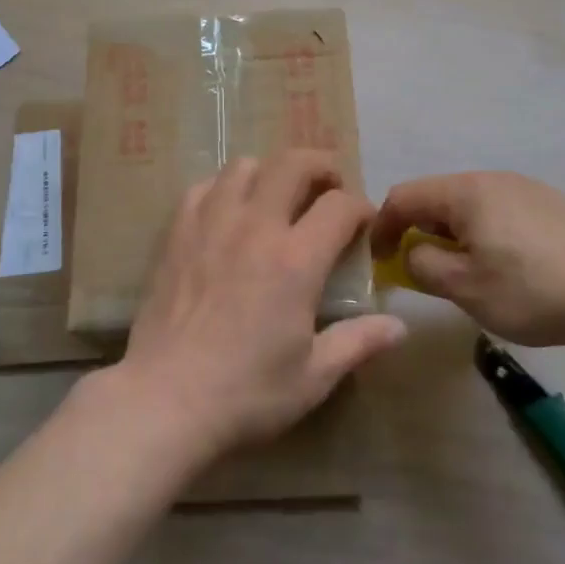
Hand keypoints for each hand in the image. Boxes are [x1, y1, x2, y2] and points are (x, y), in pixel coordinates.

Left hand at [115, 151, 407, 464]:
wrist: (164, 400)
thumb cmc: (246, 393)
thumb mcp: (314, 377)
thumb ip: (358, 342)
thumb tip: (400, 326)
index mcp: (296, 260)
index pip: (340, 205)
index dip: (360, 207)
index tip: (364, 223)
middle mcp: (256, 226)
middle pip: (294, 163)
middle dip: (321, 166)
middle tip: (329, 188)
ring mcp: (212, 223)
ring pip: (246, 165)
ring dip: (270, 173)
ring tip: (277, 198)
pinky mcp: (177, 233)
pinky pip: (204, 187)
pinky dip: (224, 189)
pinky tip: (229, 214)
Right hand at [371, 172, 564, 347]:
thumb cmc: (529, 291)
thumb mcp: (464, 288)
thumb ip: (422, 266)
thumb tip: (412, 253)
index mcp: (465, 192)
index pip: (404, 196)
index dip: (382, 226)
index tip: (378, 260)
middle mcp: (492, 178)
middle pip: (437, 197)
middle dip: (419, 231)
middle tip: (421, 270)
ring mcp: (524, 187)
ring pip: (469, 205)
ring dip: (452, 233)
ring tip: (463, 271)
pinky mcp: (549, 204)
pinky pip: (498, 210)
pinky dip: (482, 232)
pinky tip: (504, 265)